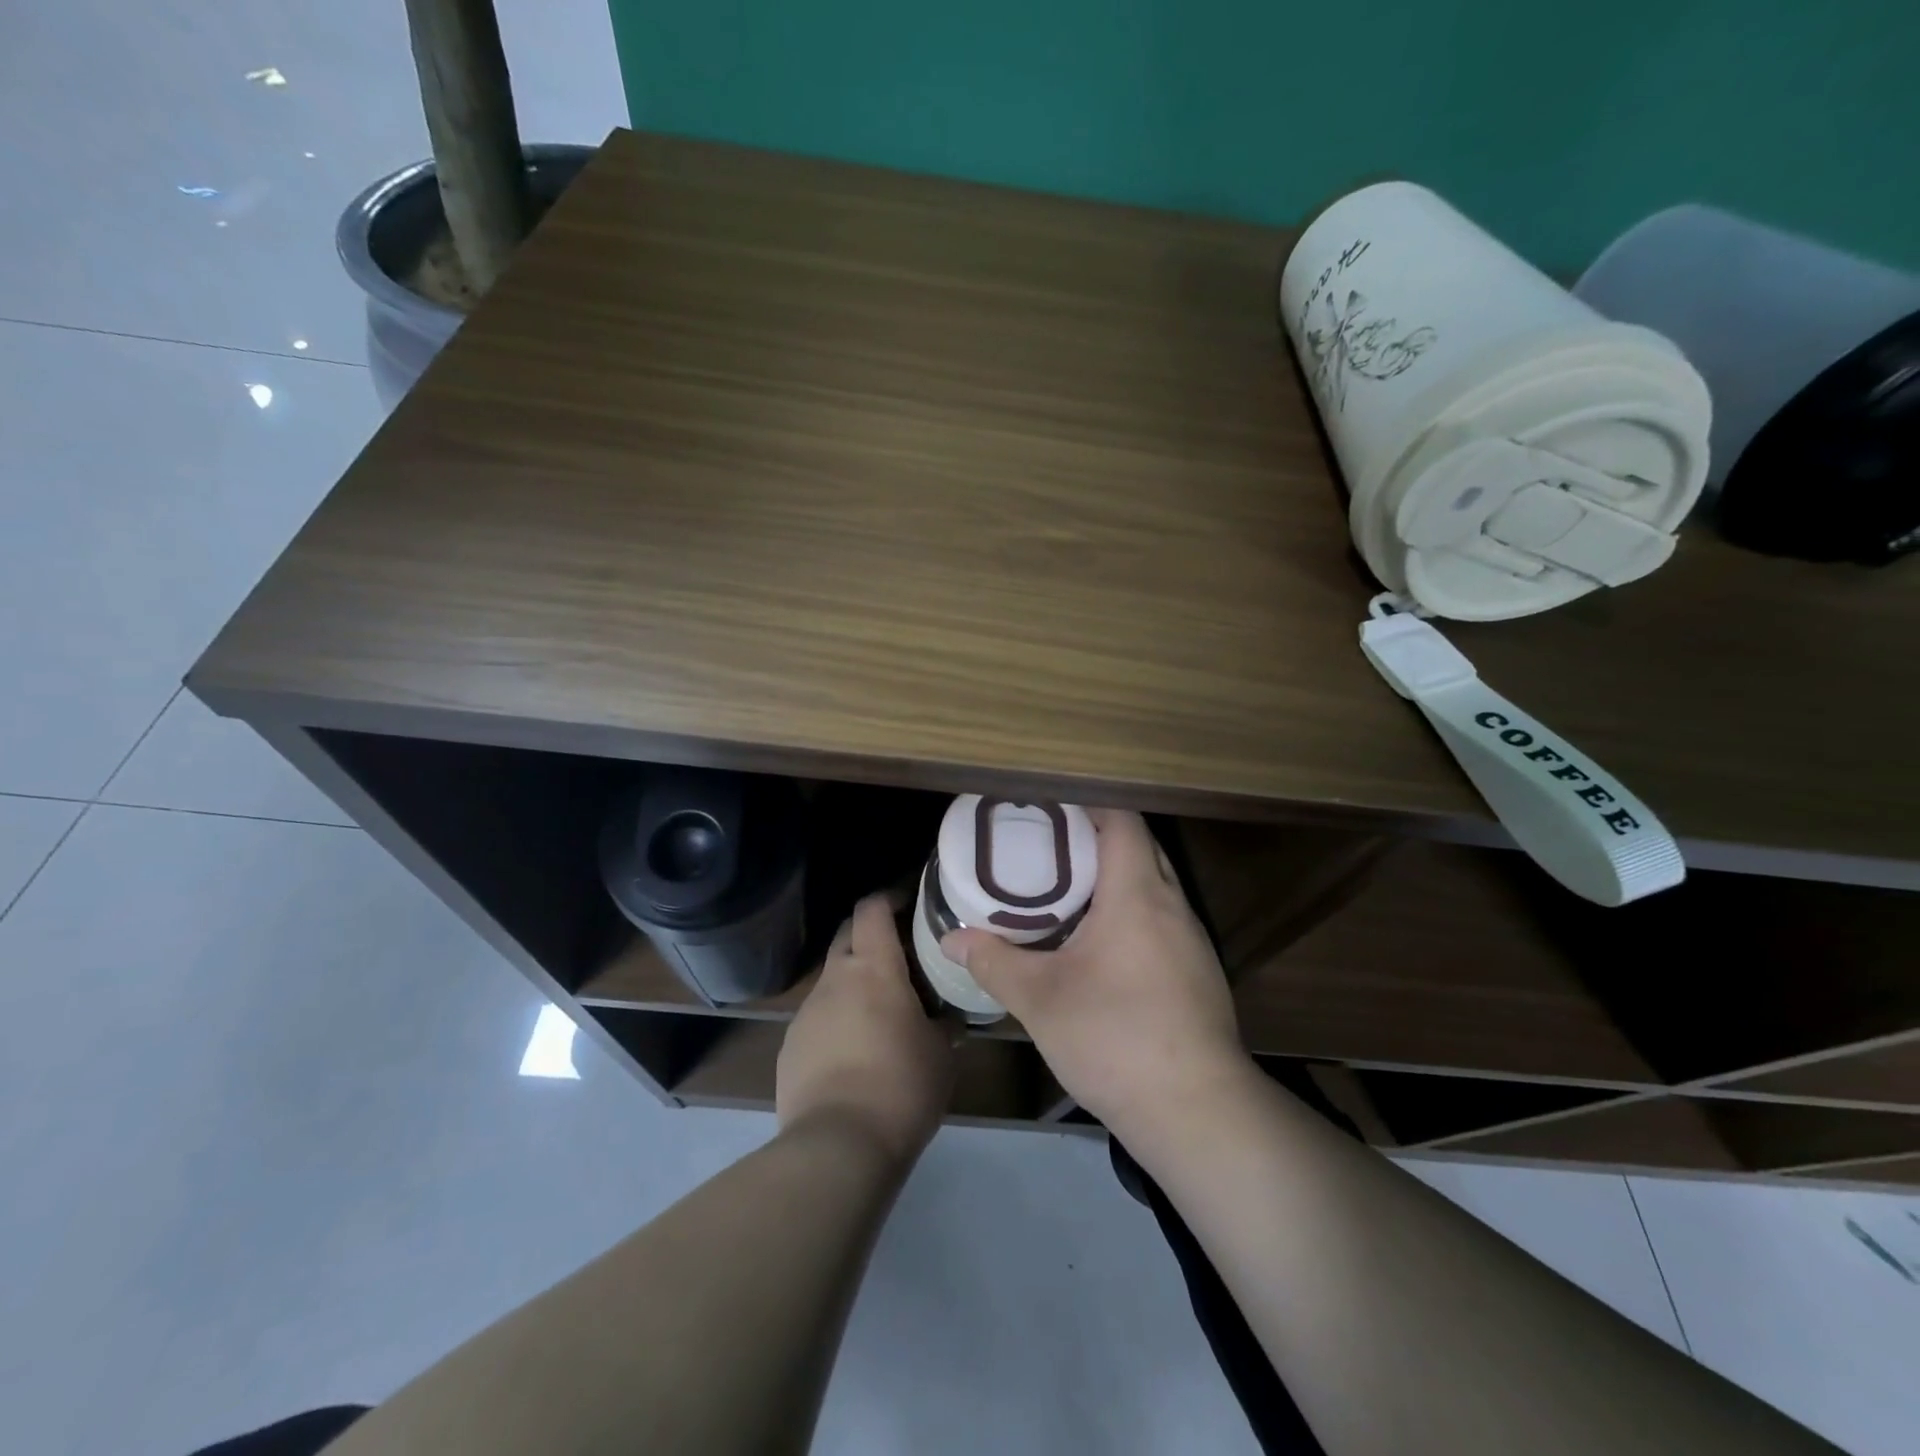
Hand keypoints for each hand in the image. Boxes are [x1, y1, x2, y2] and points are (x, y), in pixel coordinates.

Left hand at [777, 893, 954, 1166]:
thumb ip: (944, 1024)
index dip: (889, 899)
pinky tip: (854, 1055)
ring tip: (879, 1014)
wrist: (837, 1147)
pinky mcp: (788, 1047)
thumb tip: (948, 1017)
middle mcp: (833, 979)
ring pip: (831, 981)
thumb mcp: (941, 1054)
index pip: (871, 909)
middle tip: (899, 956)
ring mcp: (805, 1013)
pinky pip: (817, 1019)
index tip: (909, 905)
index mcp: (872, 968)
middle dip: (869, 936)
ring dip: (853, 984)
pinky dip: (836, 1022)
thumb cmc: (901, 1087)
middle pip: (846, 936)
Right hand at [941, 809, 1250, 1142]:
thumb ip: (993, 961)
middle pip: (1140, 846)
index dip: (1088, 805)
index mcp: (1137, 894)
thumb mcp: (1040, 999)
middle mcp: (1172, 904)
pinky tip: (1100, 942)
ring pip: (1154, 883)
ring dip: (1116, 875)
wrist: (1197, 1111)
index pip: (1122, 821)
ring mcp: (1192, 939)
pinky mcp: (1198, 970)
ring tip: (1067, 887)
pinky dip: (1131, 909)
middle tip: (1047, 845)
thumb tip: (950, 939)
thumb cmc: (1115, 1039)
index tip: (1048, 808)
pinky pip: (1163, 916)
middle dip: (1096, 836)